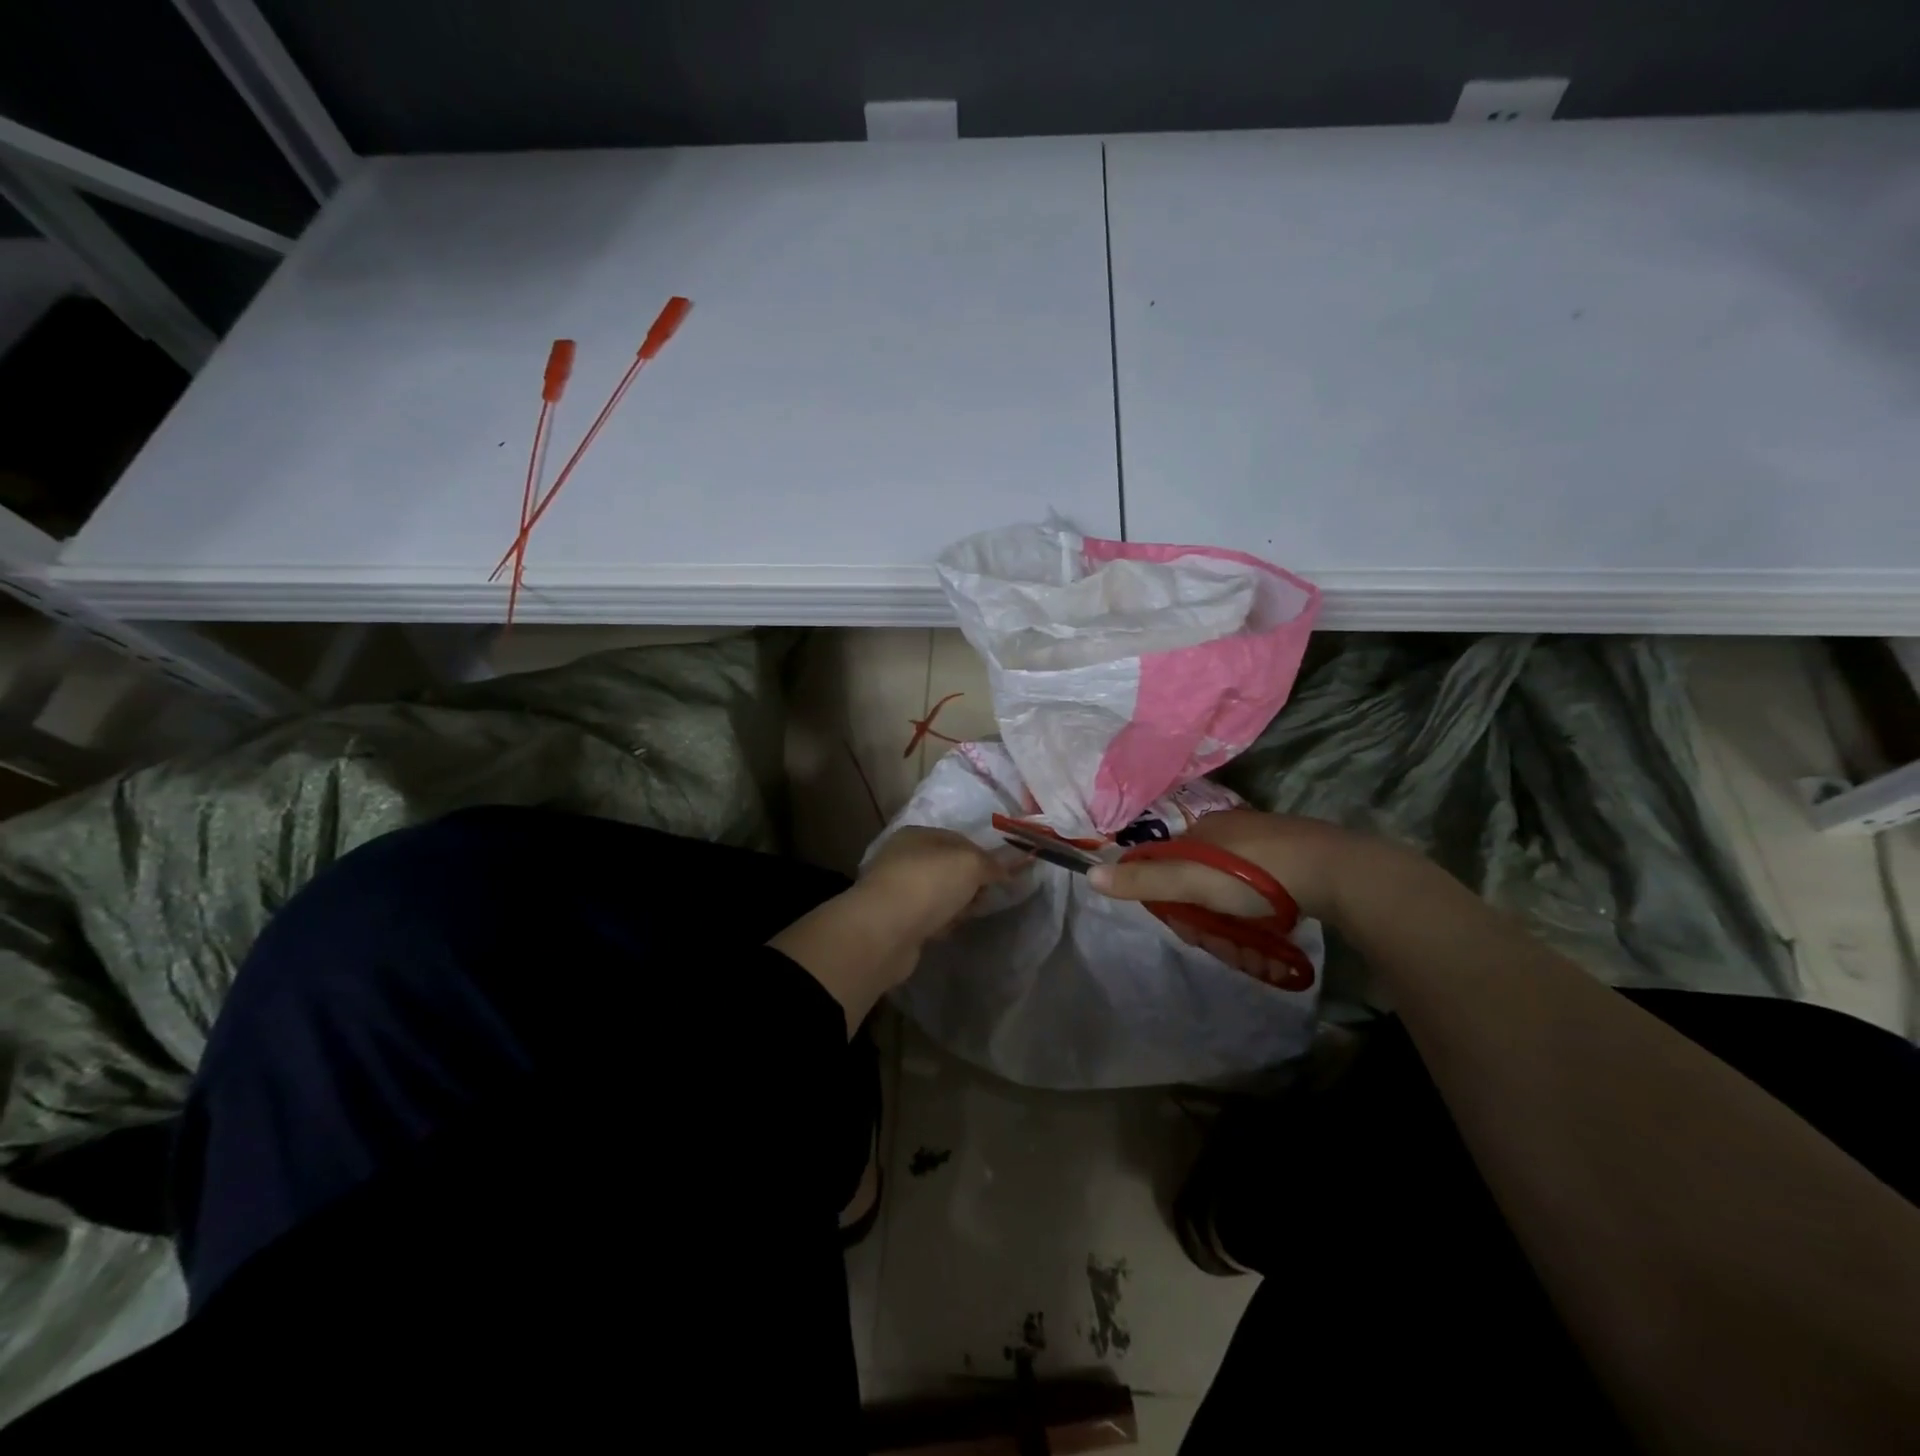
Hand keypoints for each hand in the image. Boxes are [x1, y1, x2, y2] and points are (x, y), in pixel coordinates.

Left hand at [860, 827, 1020, 939]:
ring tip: (962, 917)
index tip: (1000, 876)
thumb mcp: (969, 864)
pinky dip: (938, 924)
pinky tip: (942, 931)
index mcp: (917, 835)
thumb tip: (1005, 870)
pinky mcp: (895, 921)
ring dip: (955, 906)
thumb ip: (991, 864)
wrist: (884, 931)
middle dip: (970, 884)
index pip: (959, 840)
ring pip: (939, 895)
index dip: (983, 857)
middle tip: (982, 898)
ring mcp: (897, 890)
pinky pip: (927, 918)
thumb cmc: (928, 884)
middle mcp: (903, 858)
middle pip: (949, 869)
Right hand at [1087, 809, 1359, 927]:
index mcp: (1203, 828)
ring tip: (1245, 931)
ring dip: (1230, 902)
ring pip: (1232, 873)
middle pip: (1199, 868)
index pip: (1167, 859)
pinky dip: (1259, 896)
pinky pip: (1263, 875)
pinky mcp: (1297, 851)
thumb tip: (1090, 875)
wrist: (1336, 872)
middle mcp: (1232, 825)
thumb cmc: (1256, 876)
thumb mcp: (1192, 882)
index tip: (1183, 922)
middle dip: (1201, 902)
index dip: (1167, 892)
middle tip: (1217, 933)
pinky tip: (1272, 912)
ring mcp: (1268, 836)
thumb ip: (1145, 881)